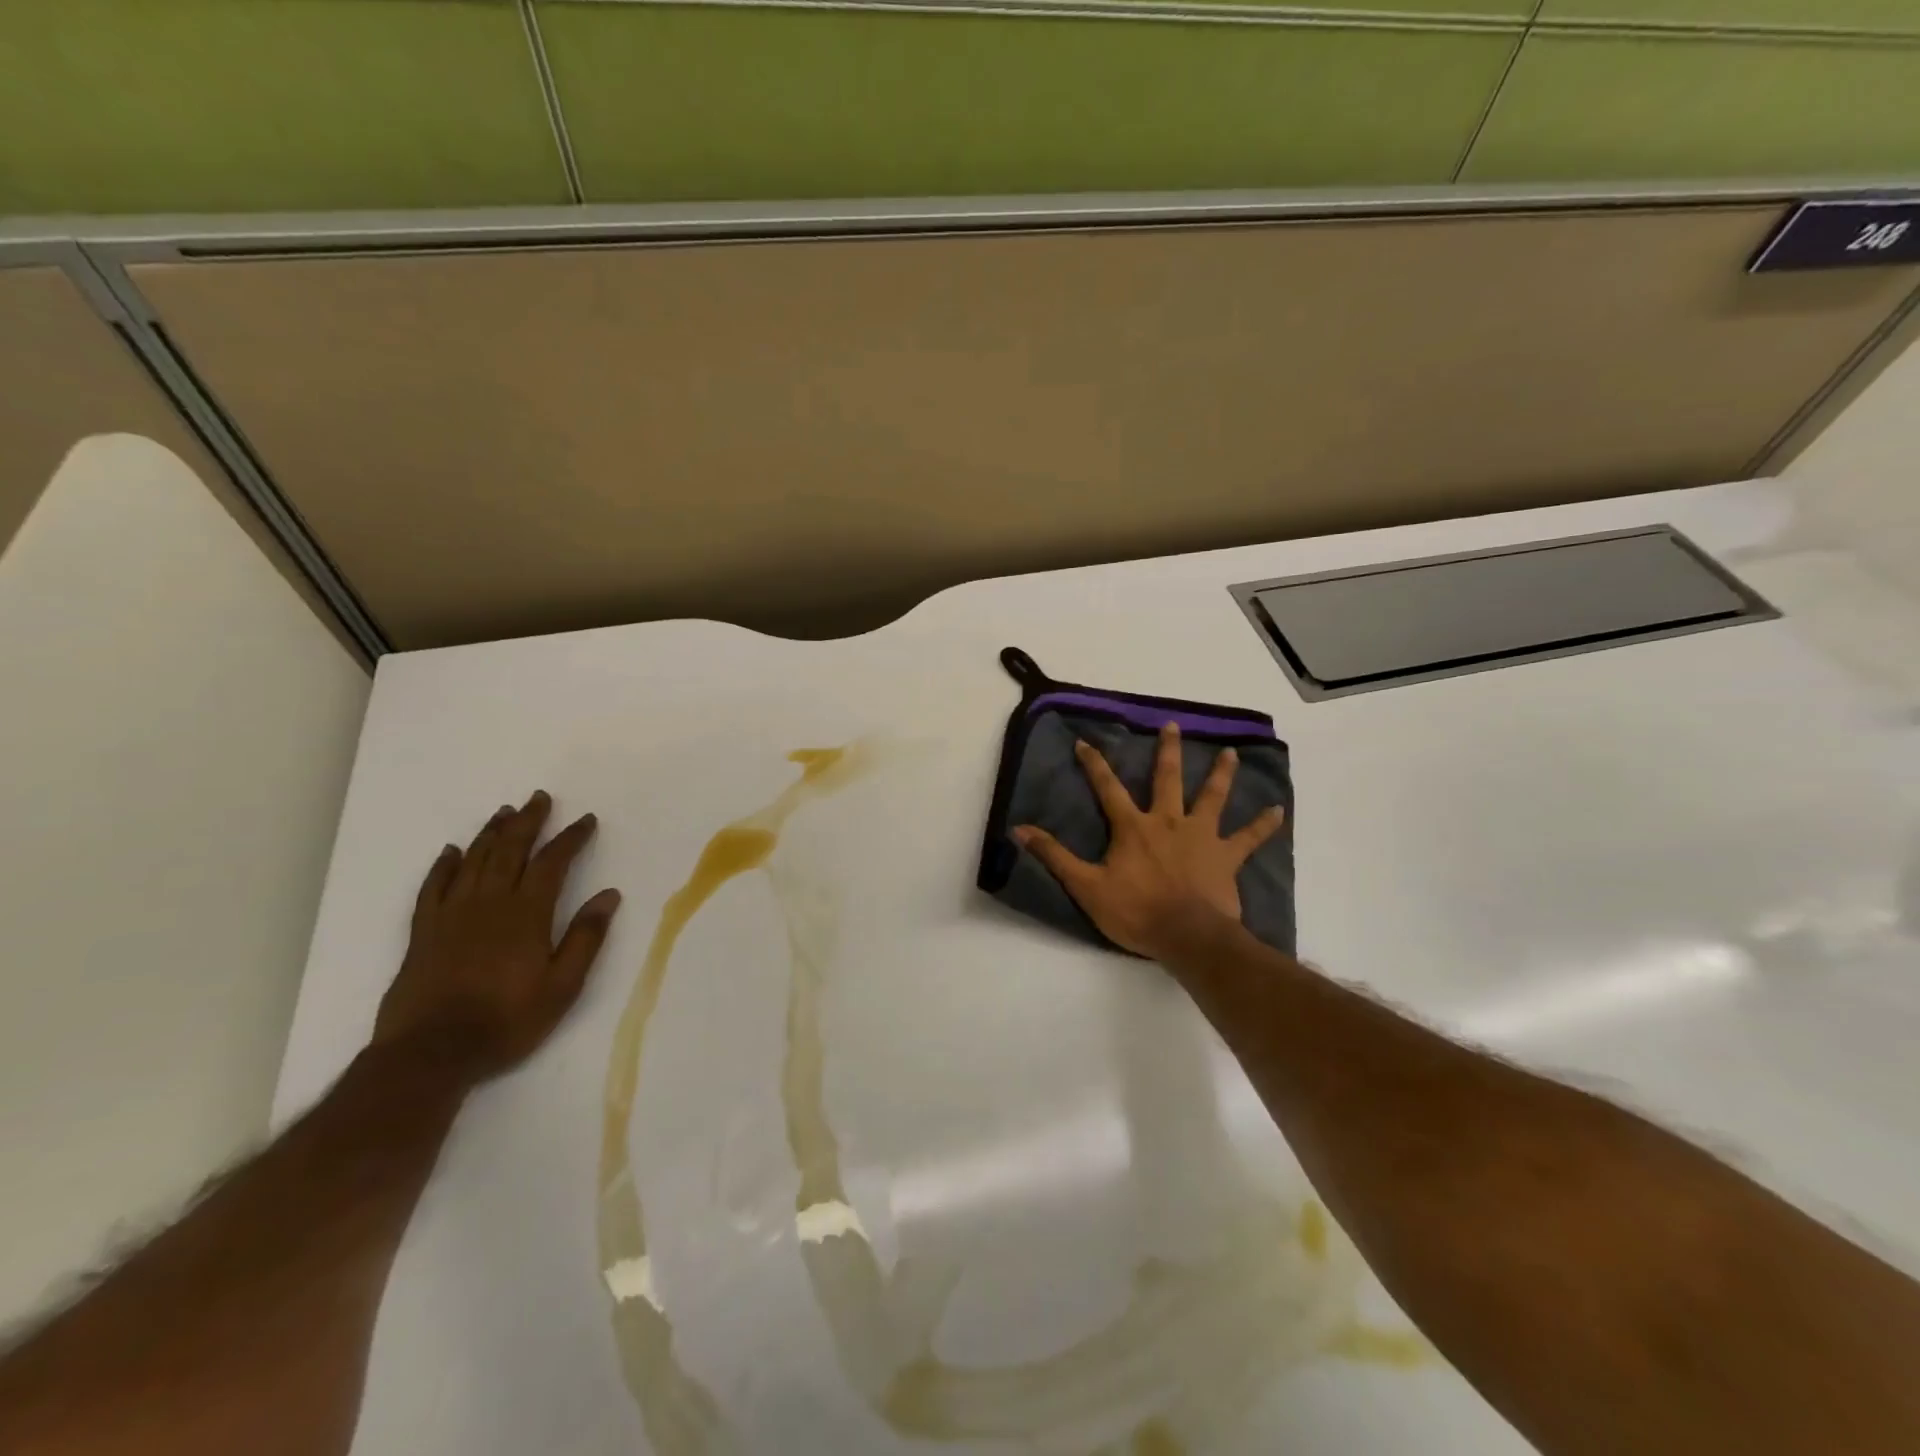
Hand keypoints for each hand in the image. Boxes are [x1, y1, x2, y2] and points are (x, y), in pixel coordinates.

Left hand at [373, 791, 621, 1083]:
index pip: (552, 863)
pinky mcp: (423, 933)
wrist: (431, 1054)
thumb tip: (609, 895)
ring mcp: (451, 916)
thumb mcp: (562, 986)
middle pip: (509, 851)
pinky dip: (443, 866)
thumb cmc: (506, 1021)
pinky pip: (433, 888)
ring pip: (473, 862)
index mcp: (526, 915)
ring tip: (504, 812)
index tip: (586, 820)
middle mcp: (489, 904)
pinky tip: (451, 852)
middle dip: (528, 822)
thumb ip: (586, 938)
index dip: (570, 838)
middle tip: (539, 798)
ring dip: (491, 834)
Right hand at [1014, 723, 1283, 961]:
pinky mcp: (1226, 856)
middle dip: (1167, 751)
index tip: (1086, 741)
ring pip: (1212, 797)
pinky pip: (1249, 838)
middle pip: (1168, 779)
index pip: (1108, 788)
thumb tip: (1019, 829)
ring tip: (1230, 752)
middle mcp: (1169, 821)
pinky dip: (1264, 824)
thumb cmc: (1135, 911)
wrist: (1187, 936)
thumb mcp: (1086, 886)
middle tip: (1173, 726)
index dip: (1095, 764)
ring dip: (1221, 774)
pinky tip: (1278, 810)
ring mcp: (1201, 836)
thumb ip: (1054, 856)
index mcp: (1133, 827)